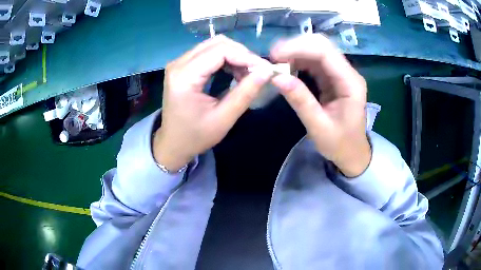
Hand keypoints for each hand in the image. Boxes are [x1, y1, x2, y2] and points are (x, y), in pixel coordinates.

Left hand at [153, 35, 272, 170]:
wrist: (173, 143)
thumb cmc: (196, 136)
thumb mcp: (224, 118)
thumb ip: (245, 93)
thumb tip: (267, 71)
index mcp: (184, 77)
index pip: (220, 51)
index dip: (246, 56)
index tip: (266, 68)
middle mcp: (178, 63)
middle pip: (217, 43)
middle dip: (242, 54)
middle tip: (257, 72)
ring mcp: (178, 63)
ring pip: (213, 45)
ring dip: (234, 55)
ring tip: (247, 74)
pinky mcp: (182, 65)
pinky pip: (207, 52)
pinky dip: (225, 59)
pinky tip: (234, 72)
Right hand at [270, 34, 370, 176]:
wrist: (352, 153)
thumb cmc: (340, 144)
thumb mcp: (319, 127)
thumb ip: (301, 101)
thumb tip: (277, 77)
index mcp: (351, 83)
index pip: (325, 52)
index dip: (299, 47)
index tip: (274, 56)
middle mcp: (348, 72)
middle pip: (322, 45)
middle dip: (296, 46)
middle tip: (273, 57)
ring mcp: (340, 73)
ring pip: (317, 50)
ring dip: (295, 52)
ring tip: (276, 62)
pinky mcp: (332, 77)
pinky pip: (314, 61)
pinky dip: (298, 61)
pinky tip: (286, 67)